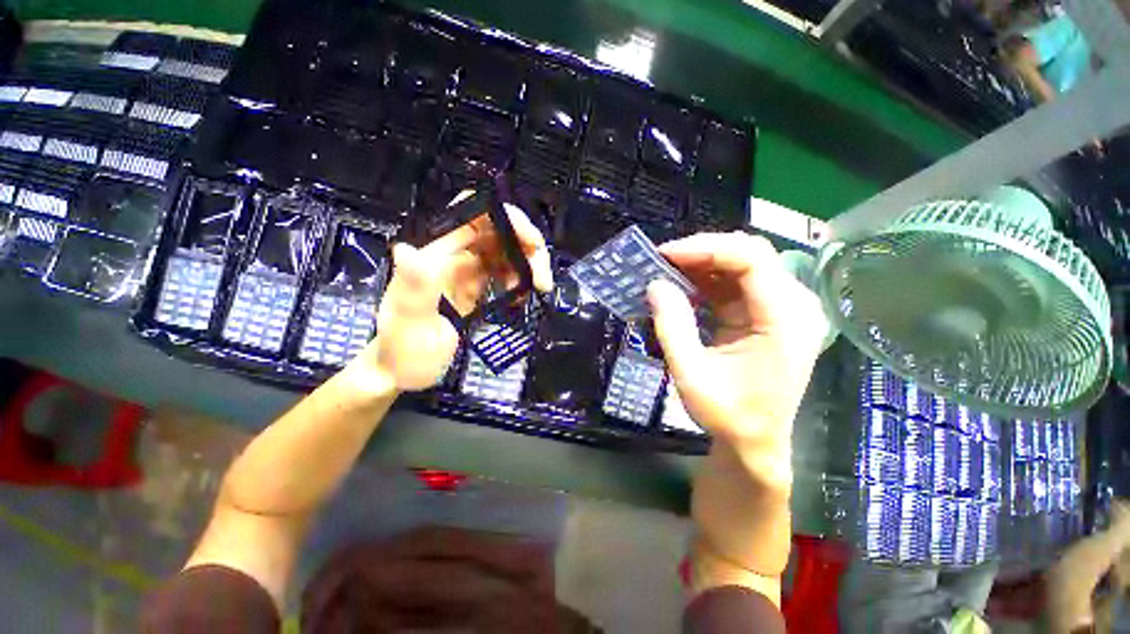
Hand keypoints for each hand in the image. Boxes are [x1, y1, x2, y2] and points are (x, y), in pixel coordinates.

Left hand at [357, 200, 553, 391]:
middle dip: (527, 246)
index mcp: (437, 254)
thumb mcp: (409, 321)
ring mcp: (468, 273)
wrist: (402, 372)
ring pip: (506, 252)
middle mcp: (455, 256)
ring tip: (538, 288)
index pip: (473, 216)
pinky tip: (522, 297)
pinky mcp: (476, 290)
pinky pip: (504, 274)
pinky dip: (519, 280)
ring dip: (528, 265)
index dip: (505, 217)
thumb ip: (412, 288)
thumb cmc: (402, 349)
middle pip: (499, 232)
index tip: (530, 241)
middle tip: (541, 276)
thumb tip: (407, 250)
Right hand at [647, 232, 826, 479]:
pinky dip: (707, 279)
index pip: (751, 259)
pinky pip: (737, 282)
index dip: (705, 248)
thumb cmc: (728, 414)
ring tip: (667, 270)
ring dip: (702, 264)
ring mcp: (783, 308)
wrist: (755, 442)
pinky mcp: (768, 314)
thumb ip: (672, 326)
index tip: (665, 254)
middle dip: (702, 252)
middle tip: (662, 260)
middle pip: (749, 254)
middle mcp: (794, 305)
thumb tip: (654, 284)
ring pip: (742, 264)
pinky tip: (683, 285)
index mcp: (785, 318)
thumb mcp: (691, 373)